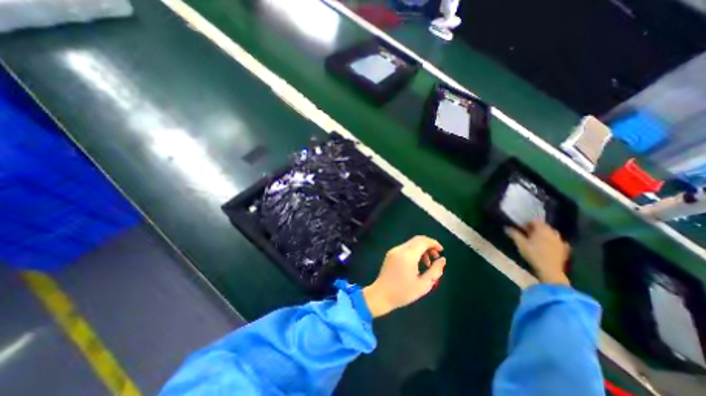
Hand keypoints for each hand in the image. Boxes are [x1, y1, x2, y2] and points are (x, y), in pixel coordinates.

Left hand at [363, 237, 445, 316]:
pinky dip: (414, 251)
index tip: (441, 251)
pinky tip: (416, 263)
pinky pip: (405, 247)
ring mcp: (394, 250)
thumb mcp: (423, 285)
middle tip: (435, 257)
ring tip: (427, 264)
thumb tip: (442, 259)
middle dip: (429, 245)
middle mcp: (400, 249)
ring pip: (411, 243)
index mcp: (408, 255)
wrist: (380, 295)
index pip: (423, 241)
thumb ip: (435, 271)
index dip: (434, 243)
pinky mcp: (390, 254)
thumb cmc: (403, 293)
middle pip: (417, 239)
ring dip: (421, 249)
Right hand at [504, 220, 568, 286]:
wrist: (550, 270)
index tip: (521, 227)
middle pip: (544, 227)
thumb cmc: (533, 254)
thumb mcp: (520, 243)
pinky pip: (558, 242)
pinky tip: (548, 246)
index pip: (535, 221)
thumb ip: (514, 234)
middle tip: (527, 233)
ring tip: (536, 240)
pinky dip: (552, 242)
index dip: (527, 223)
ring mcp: (560, 241)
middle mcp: (553, 233)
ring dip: (544, 234)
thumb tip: (506, 227)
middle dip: (536, 228)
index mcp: (542, 230)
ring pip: (552, 234)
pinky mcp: (565, 249)